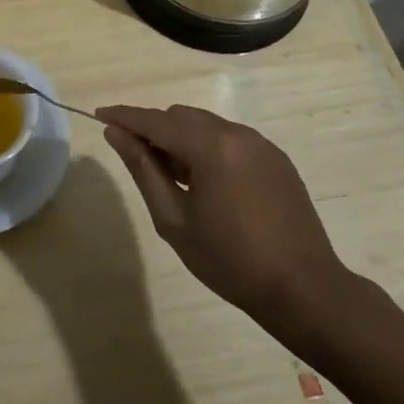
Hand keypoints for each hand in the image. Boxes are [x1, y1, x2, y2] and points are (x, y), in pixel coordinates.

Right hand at [97, 103, 355, 340]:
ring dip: (182, 138)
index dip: (125, 116)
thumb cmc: (230, 260)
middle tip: (137, 159)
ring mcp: (261, 144)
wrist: (304, 289)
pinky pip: (230, 139)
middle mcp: (237, 133)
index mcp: (211, 146)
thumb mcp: (174, 219)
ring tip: (173, 177)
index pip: (156, 120)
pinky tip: (207, 183)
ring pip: (206, 125)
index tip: (100, 114)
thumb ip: (143, 169)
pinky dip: (208, 148)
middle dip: (155, 129)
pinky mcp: (276, 158)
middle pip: (181, 117)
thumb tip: (115, 134)